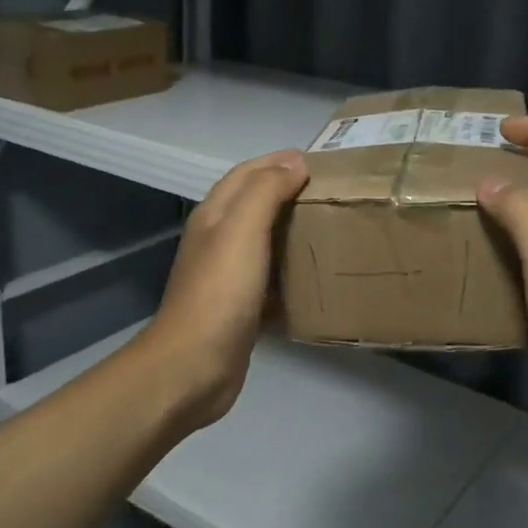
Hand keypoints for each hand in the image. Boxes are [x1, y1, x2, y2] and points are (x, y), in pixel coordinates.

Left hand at [139, 149, 308, 433]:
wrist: (194, 366)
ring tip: (331, 229)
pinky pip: (271, 279)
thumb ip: (267, 191)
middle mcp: (218, 241)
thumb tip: (295, 162)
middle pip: (255, 205)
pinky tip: (317, 277)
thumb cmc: (220, 292)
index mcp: (214, 216)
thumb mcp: (242, 230)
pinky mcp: (241, 309)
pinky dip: (292, 271)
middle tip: (332, 193)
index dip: (278, 161)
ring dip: (292, 231)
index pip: (246, 173)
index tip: (318, 160)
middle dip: (289, 192)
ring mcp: (228, 277)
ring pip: (264, 242)